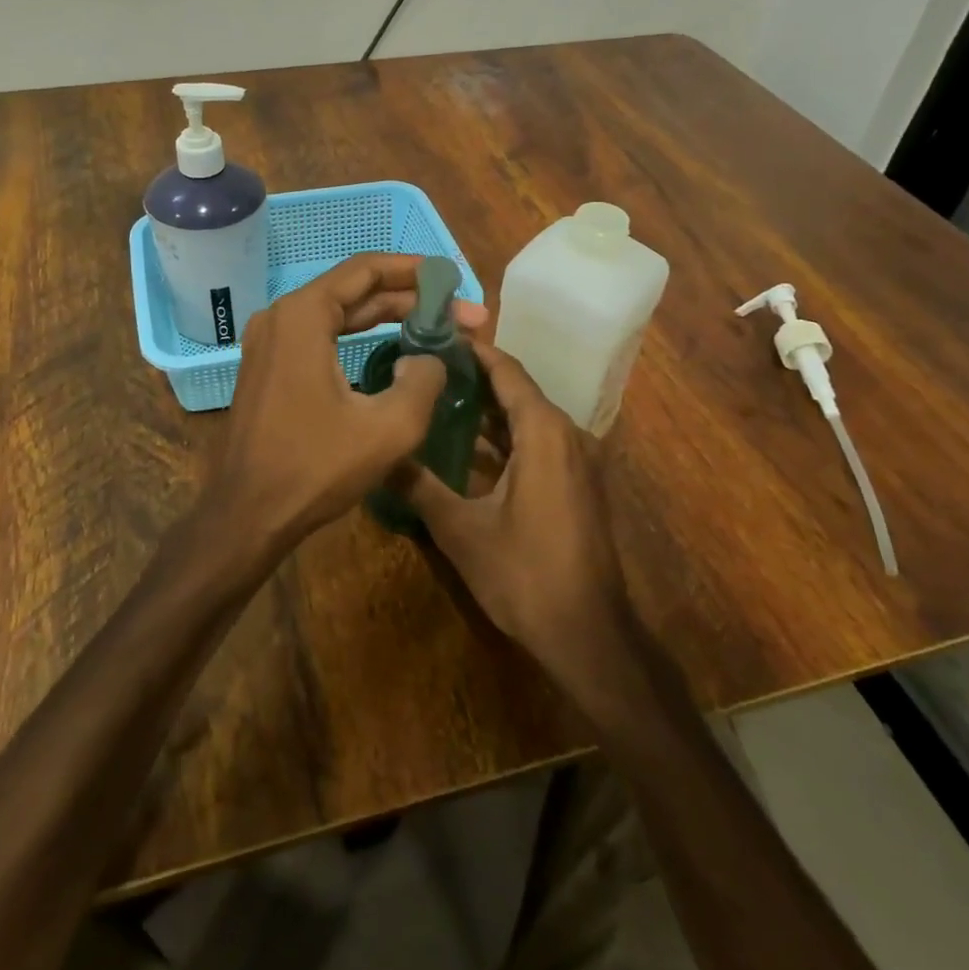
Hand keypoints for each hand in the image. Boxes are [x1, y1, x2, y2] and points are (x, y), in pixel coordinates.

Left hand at [199, 253, 488, 559]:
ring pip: (339, 315)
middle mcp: (281, 317)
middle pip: (354, 291)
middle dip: (410, 300)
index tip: (453, 282)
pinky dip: (360, 338)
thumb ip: (423, 381)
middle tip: (461, 316)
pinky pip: (322, 337)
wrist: (247, 514)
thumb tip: (428, 359)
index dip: (416, 271)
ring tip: (437, 328)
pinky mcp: (269, 368)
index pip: (366, 270)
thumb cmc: (315, 468)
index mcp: (303, 316)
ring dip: (388, 318)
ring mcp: (269, 342)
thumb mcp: (389, 427)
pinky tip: (393, 351)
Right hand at [394, 340, 631, 695]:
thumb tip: (379, 453)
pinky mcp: (577, 485)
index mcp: (544, 433)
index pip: (506, 371)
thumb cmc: (524, 574)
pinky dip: (504, 437)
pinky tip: (467, 446)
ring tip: (438, 398)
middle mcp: (567, 435)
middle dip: (473, 378)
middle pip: (517, 391)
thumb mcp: (460, 529)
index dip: (472, 351)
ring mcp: (577, 461)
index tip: (435, 335)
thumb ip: (418, 486)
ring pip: (527, 420)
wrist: (588, 634)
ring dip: (487, 409)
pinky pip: (537, 444)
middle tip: (424, 367)